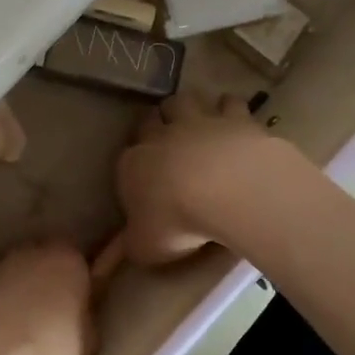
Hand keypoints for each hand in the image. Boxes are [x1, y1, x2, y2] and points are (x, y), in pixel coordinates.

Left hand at [0, 242, 95, 354]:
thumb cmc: (50, 345)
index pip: (80, 263)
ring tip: (21, 327)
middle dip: (49, 283)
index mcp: (69, 258)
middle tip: (52, 317)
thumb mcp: (88, 340)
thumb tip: (78, 316)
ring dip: (20, 293)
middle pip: (46, 262)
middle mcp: (34, 250)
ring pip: (17, 275)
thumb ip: (85, 318)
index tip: (78, 307)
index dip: (80, 286)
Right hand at [115, 91, 296, 265]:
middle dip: (158, 125)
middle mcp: (161, 136)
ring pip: (185, 100)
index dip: (135, 163)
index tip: (143, 175)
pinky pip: (230, 103)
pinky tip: (236, 121)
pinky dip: (230, 108)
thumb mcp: (145, 247)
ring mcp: (199, 122)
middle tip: (169, 141)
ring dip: (189, 108)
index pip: (127, 156)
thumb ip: (131, 245)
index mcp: (133, 165)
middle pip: (152, 118)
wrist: (227, 191)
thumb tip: (118, 254)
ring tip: (199, 123)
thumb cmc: (176, 222)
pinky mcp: (236, 118)